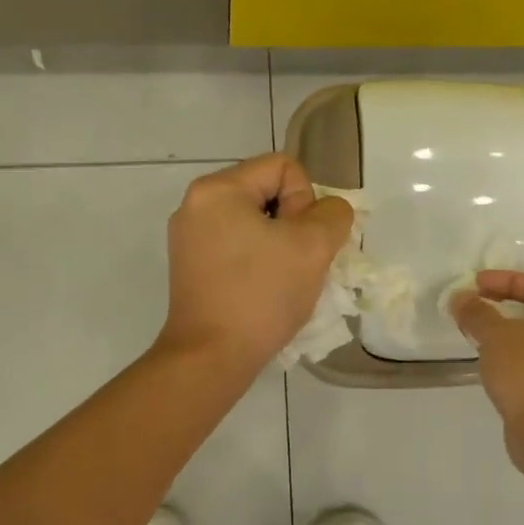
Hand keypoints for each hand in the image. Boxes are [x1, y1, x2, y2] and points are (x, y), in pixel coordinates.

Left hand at [158, 154, 354, 371]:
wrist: (211, 358)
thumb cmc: (261, 295)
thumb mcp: (313, 246)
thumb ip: (333, 214)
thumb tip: (328, 211)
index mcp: (218, 189)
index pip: (284, 167)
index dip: (306, 200)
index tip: (300, 241)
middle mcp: (197, 204)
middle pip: (268, 192)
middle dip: (294, 223)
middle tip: (297, 262)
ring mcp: (190, 237)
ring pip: (255, 222)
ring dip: (280, 244)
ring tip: (284, 279)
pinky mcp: (191, 266)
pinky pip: (238, 245)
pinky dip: (259, 260)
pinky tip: (265, 290)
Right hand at [450, 270, 523, 453]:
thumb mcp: (495, 336)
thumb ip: (476, 312)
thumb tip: (460, 297)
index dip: (505, 280)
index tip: (476, 285)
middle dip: (505, 305)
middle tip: (476, 308)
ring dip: (509, 333)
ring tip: (479, 336)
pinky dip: (515, 356)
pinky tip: (493, 363)